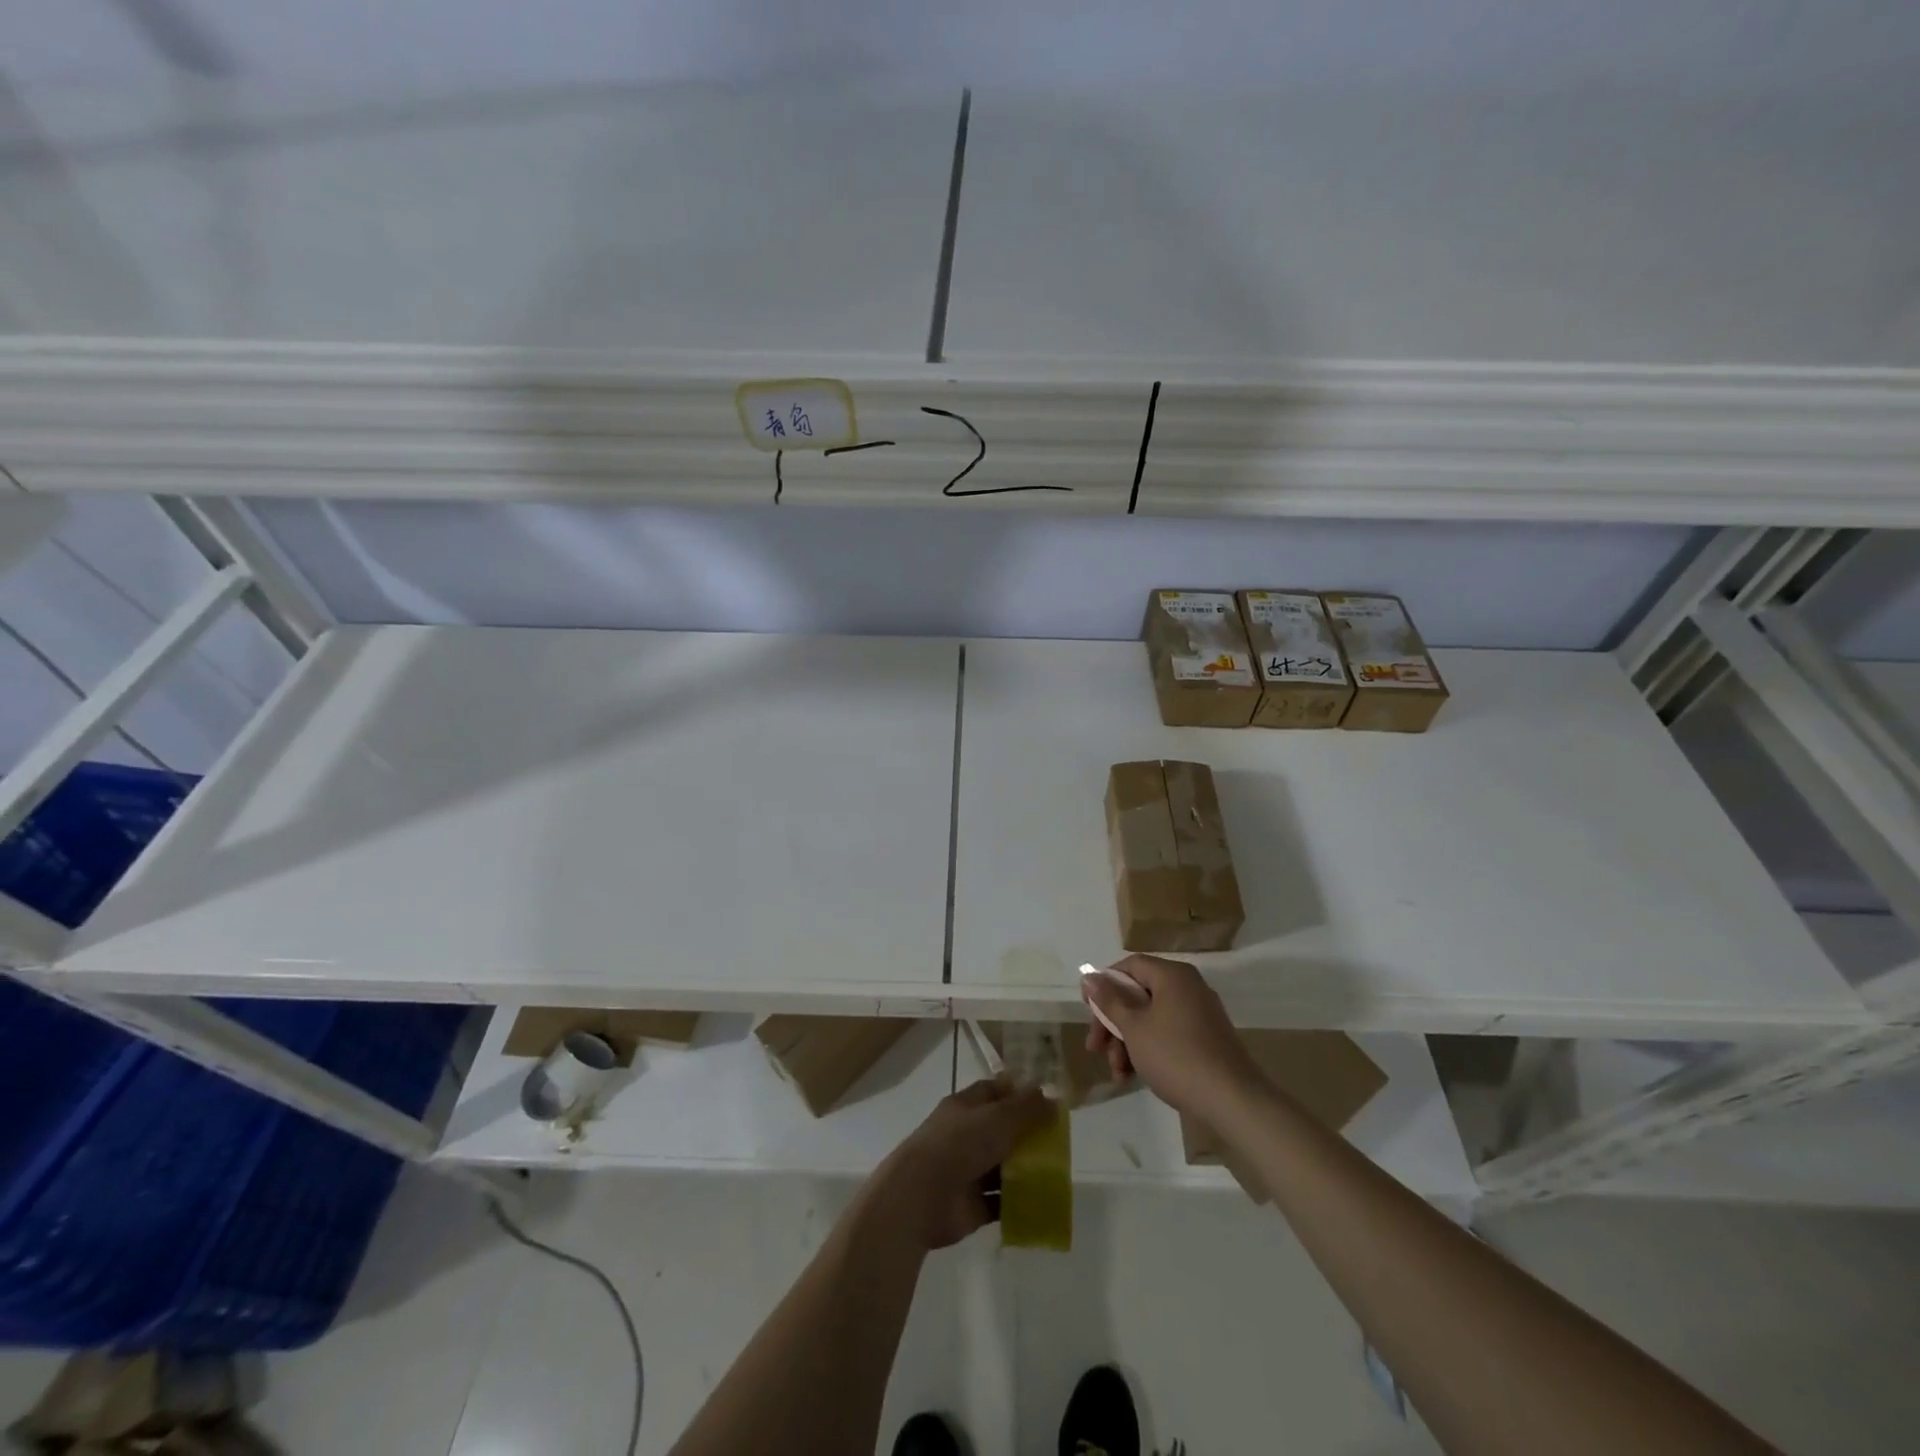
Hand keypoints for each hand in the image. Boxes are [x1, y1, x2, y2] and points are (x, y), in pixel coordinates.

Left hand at [865, 1077, 1054, 1249]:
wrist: (921, 1196)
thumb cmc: (960, 1144)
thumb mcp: (999, 1118)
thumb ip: (1027, 1108)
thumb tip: (1054, 1098)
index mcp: (966, 1106)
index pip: (995, 1091)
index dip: (1019, 1092)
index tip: (1047, 1100)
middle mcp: (966, 1135)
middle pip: (1002, 1130)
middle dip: (1028, 1134)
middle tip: (1060, 1141)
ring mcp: (968, 1171)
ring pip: (1003, 1166)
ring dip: (1026, 1170)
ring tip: (1059, 1173)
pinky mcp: (972, 1205)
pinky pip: (1001, 1201)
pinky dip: (1019, 1203)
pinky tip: (1044, 1203)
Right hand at [1084, 954, 1261, 1120]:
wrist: (1232, 1100)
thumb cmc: (1176, 1056)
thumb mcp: (1134, 1027)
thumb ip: (1109, 1000)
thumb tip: (1089, 977)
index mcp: (1172, 975)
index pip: (1130, 966)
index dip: (1105, 985)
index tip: (1089, 1011)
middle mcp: (1187, 986)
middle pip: (1138, 994)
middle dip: (1113, 1022)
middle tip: (1096, 1048)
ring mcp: (1199, 1013)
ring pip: (1151, 1017)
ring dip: (1127, 1041)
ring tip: (1117, 1073)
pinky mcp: (1206, 1038)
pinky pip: (1168, 1033)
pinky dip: (1149, 1048)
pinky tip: (1135, 1075)